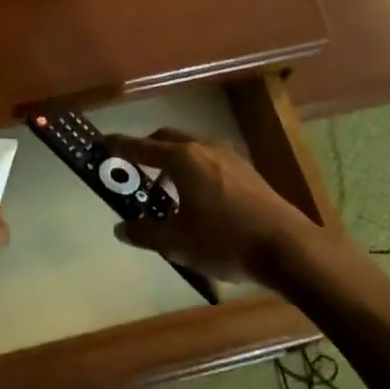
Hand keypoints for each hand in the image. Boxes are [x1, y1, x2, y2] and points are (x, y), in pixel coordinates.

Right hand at [104, 128, 317, 282]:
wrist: (288, 249)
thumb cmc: (224, 241)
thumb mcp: (177, 242)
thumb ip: (145, 233)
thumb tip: (121, 228)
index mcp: (183, 159)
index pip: (141, 147)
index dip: (119, 145)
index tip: (101, 142)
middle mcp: (205, 148)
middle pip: (168, 139)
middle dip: (148, 149)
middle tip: (134, 167)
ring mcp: (231, 157)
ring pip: (192, 149)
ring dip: (174, 162)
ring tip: (167, 192)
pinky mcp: (249, 172)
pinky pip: (211, 161)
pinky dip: (195, 171)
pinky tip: (198, 200)